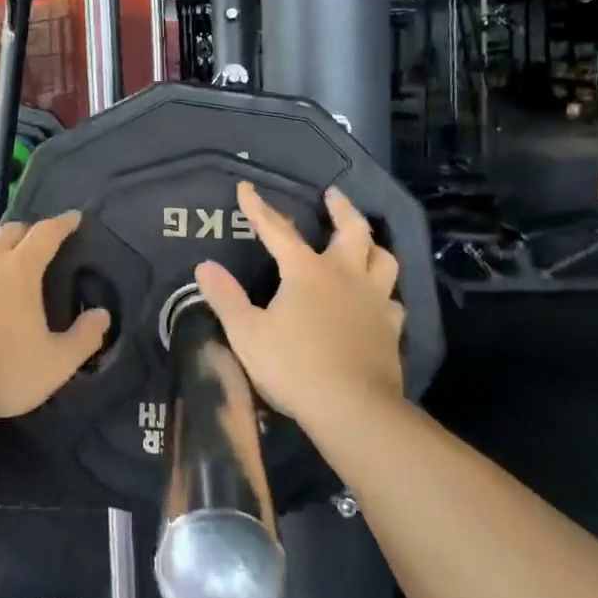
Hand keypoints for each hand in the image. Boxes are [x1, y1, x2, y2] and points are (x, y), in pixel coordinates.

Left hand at [0, 214, 109, 421]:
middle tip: (37, 243)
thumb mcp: (57, 364)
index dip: (62, 223)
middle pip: (9, 231)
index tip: (74, 217)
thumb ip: (84, 337)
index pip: (46, 234)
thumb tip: (102, 314)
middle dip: (27, 232)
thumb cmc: (2, 373)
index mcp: (20, 270)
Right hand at [192, 182, 404, 424]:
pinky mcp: (390, 329)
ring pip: (383, 259)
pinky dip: (384, 293)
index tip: (246, 187)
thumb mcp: (247, 333)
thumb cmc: (294, 366)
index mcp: (307, 272)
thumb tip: (204, 266)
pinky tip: (378, 300)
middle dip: (341, 208)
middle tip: (333, 194)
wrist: (353, 409)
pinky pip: (392, 300)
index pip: (278, 230)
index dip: (259, 208)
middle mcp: (345, 276)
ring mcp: (374, 301)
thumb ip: (225, 297)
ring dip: (372, 245)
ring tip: (364, 242)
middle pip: (352, 231)